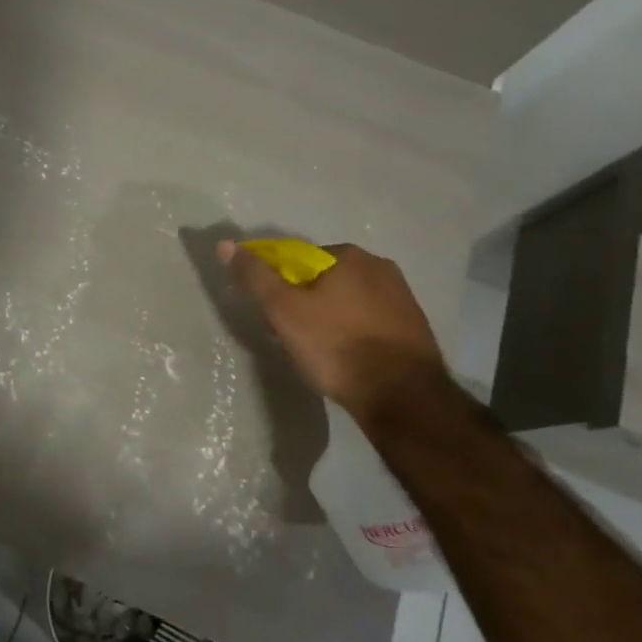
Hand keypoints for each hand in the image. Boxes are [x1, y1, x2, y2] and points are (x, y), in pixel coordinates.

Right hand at [217, 240, 446, 421]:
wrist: (402, 397)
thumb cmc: (336, 347)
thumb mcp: (283, 311)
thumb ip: (255, 277)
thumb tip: (225, 244)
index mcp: (347, 255)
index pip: (297, 260)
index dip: (279, 287)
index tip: (273, 316)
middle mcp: (380, 266)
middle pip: (324, 279)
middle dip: (305, 302)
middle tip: (292, 337)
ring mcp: (402, 297)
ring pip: (349, 301)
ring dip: (331, 318)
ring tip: (320, 352)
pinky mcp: (415, 327)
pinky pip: (371, 321)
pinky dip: (354, 333)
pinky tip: (348, 359)